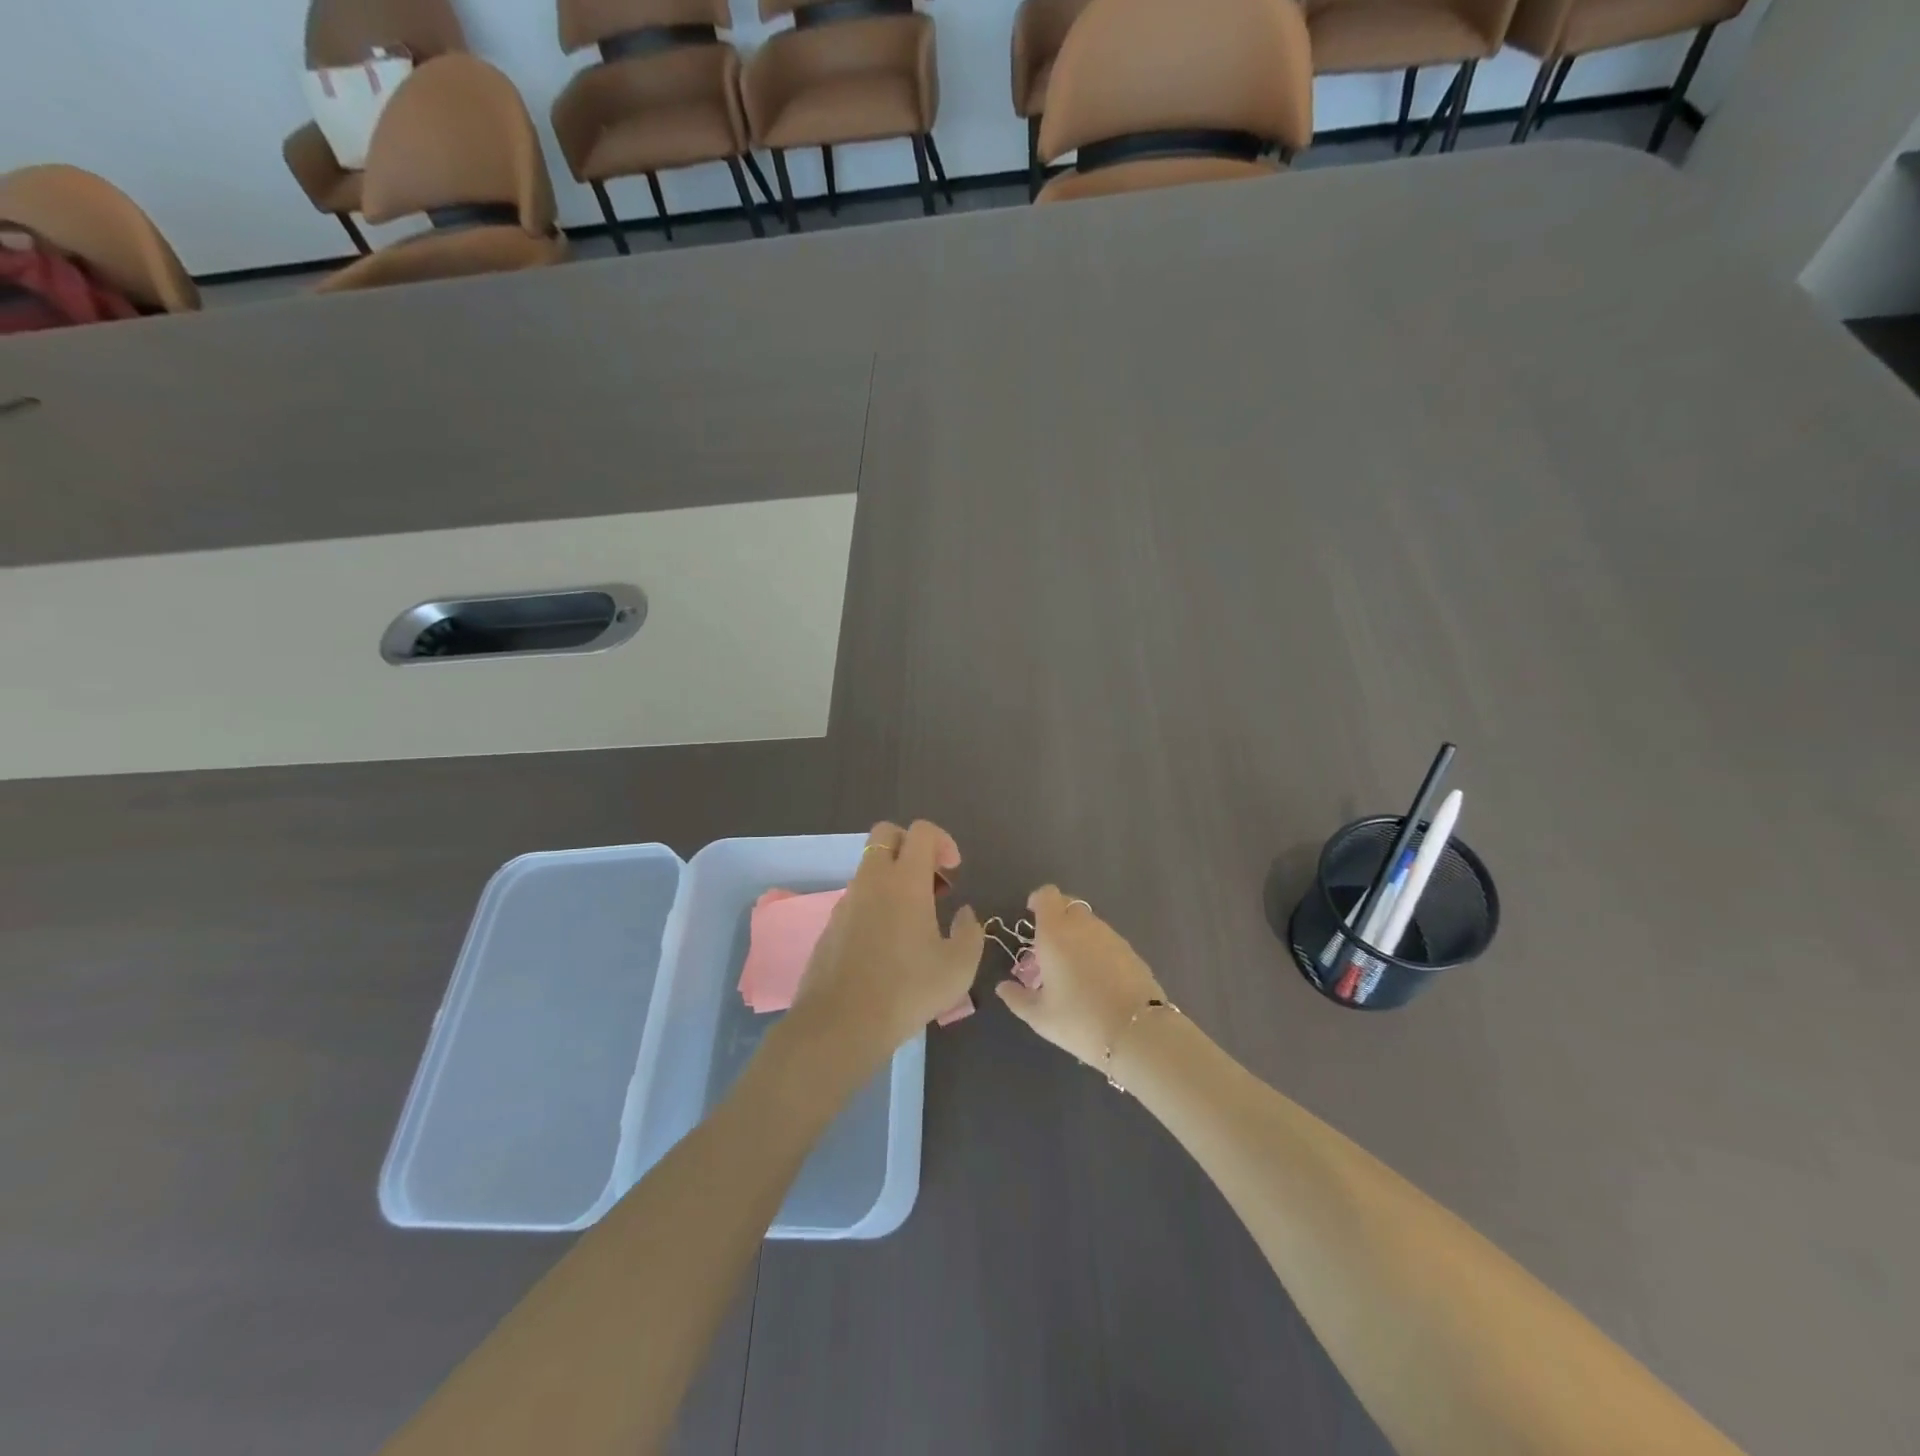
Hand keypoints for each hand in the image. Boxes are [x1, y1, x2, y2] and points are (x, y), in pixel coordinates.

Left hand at [790, 821, 984, 1055]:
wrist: (840, 1023)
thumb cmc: (907, 990)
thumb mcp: (959, 966)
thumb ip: (970, 932)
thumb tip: (964, 913)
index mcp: (904, 880)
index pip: (921, 831)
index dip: (943, 841)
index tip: (954, 871)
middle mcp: (872, 880)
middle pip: (887, 833)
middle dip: (912, 846)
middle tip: (932, 882)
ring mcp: (847, 900)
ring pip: (871, 867)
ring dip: (895, 877)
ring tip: (916, 919)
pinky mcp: (831, 923)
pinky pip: (858, 896)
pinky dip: (877, 903)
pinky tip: (889, 943)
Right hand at [995, 886, 1165, 1067]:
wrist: (1138, 1032)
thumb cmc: (1080, 1020)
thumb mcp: (1040, 1017)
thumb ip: (1017, 998)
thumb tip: (1002, 986)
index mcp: (1056, 932)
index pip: (1047, 896)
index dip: (1037, 900)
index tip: (1031, 915)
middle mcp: (1084, 925)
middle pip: (1068, 905)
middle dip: (1056, 918)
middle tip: (1047, 946)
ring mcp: (1111, 936)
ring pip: (1088, 923)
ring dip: (1076, 934)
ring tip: (1071, 966)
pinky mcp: (1130, 951)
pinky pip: (1106, 939)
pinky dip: (1096, 948)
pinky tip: (1096, 978)